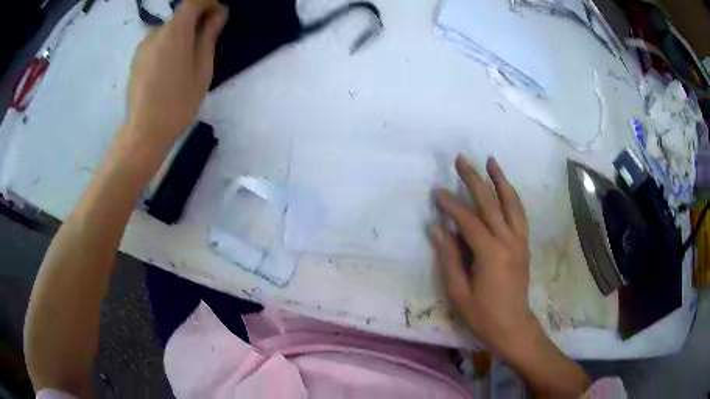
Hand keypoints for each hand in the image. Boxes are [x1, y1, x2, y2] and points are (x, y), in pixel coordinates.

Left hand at [125, 0, 226, 144]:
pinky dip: (167, 47)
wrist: (144, 133)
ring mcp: (142, 47)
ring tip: (186, 62)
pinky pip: (156, 44)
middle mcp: (155, 33)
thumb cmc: (178, 102)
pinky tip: (169, 71)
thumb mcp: (202, 68)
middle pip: (179, 17)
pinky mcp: (135, 61)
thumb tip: (218, 14)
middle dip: (195, 23)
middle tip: (205, 44)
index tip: (218, 15)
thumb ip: (209, 36)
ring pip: (167, 32)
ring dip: (180, 37)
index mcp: (175, 31)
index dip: (208, 3)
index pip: (193, 2)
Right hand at [431, 155, 535, 352]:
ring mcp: (520, 241)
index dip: (451, 205)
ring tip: (491, 161)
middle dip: (474, 179)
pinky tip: (505, 188)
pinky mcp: (524, 245)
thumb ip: (449, 256)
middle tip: (461, 159)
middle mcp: (509, 241)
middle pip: (491, 203)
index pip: (468, 220)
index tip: (437, 193)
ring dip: (500, 180)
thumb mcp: (458, 290)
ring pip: (511, 203)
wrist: (512, 325)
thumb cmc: (482, 313)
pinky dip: (512, 197)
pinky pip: (519, 214)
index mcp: (491, 253)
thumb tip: (437, 227)